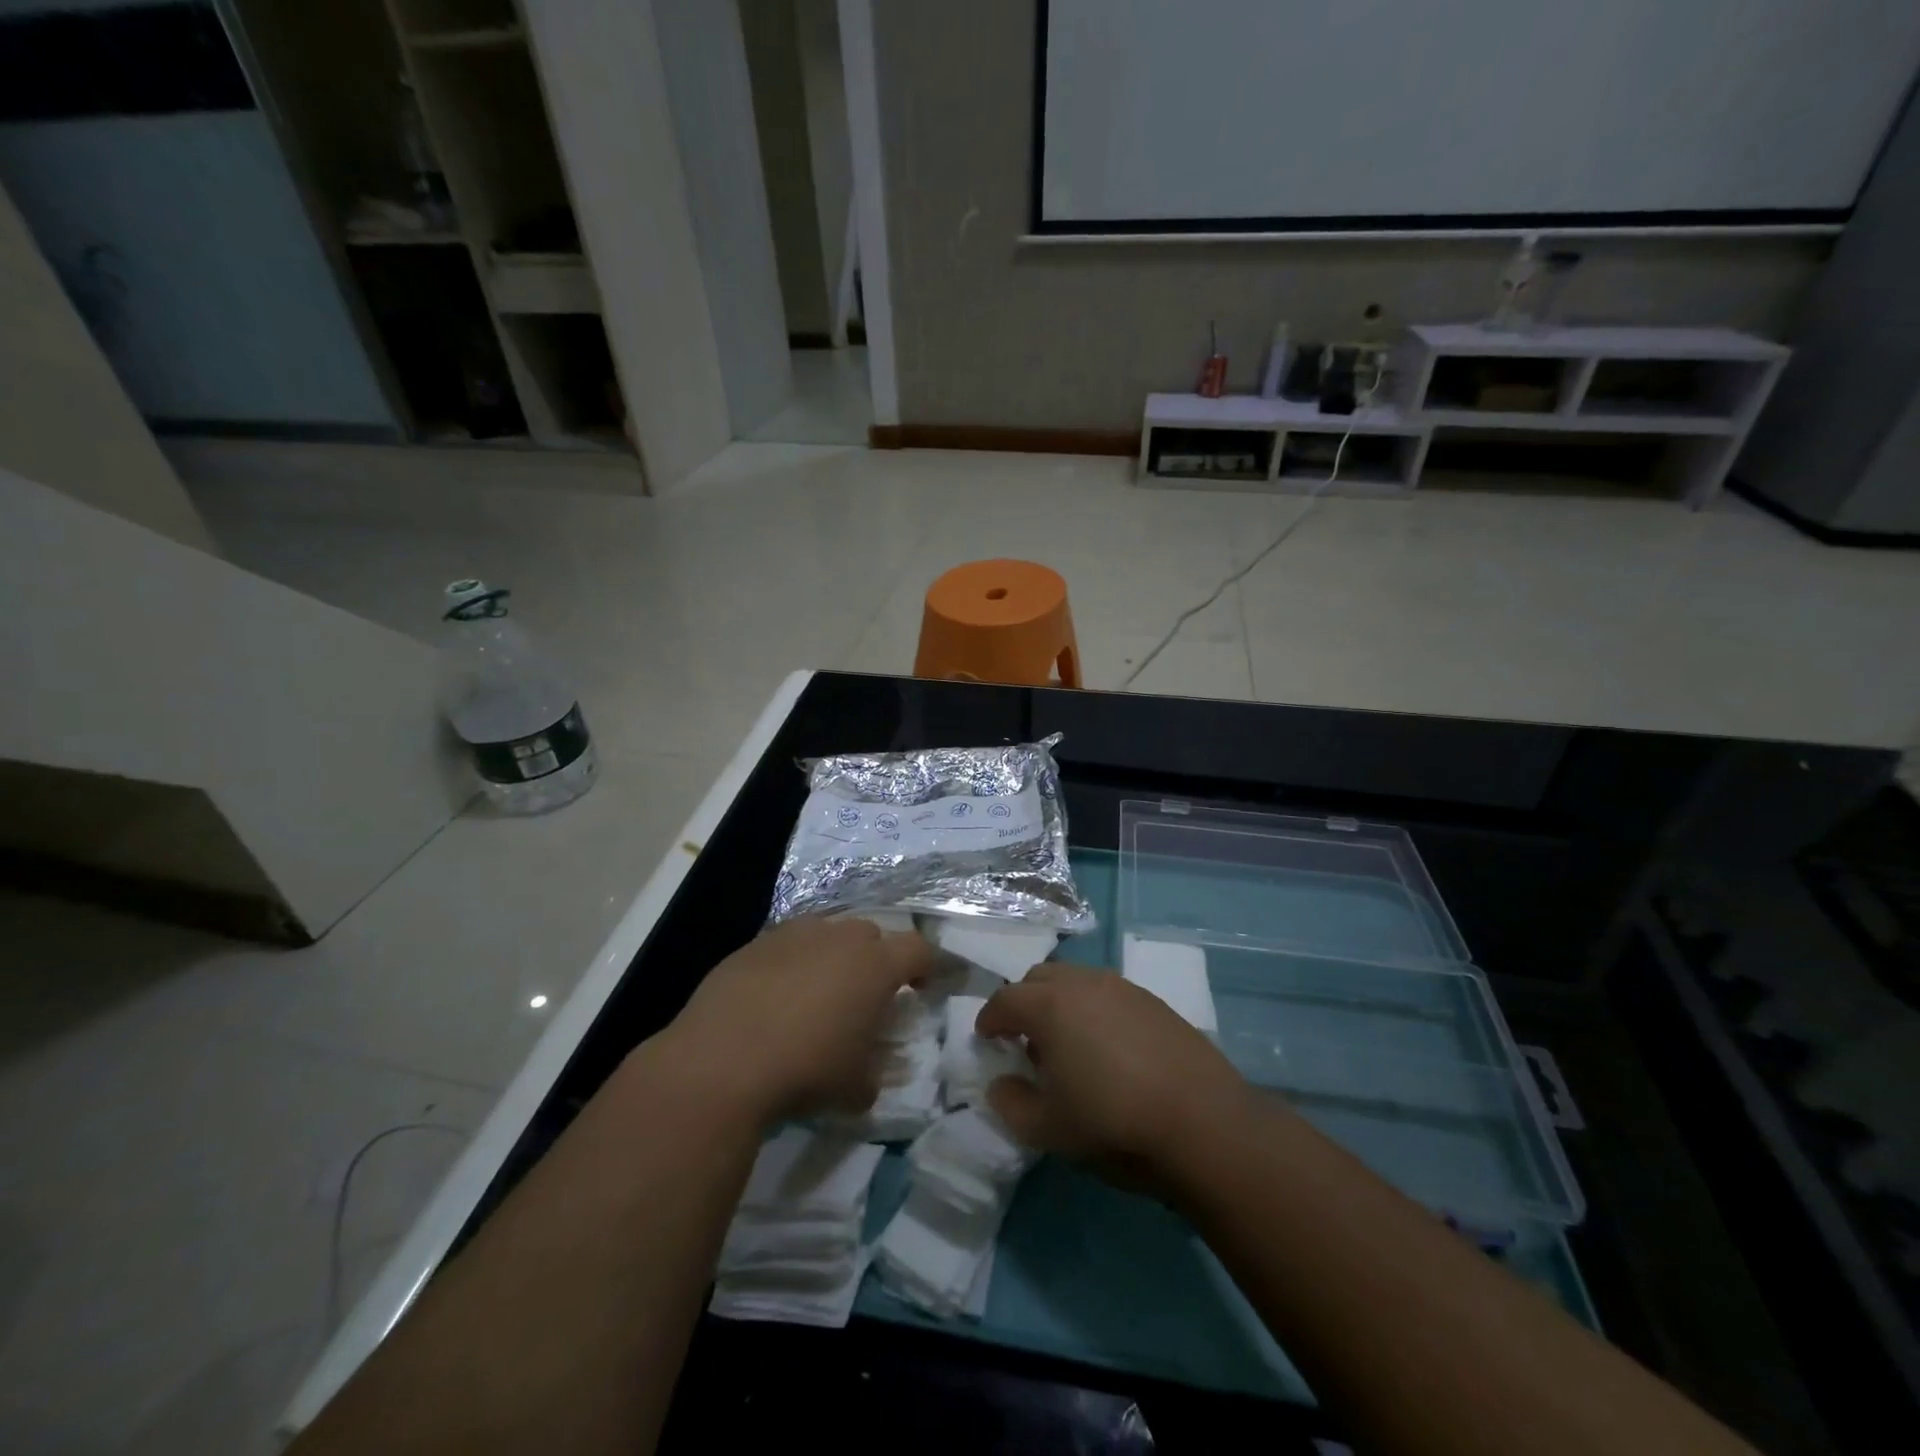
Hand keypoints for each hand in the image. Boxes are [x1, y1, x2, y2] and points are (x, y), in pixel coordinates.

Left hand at [654, 917, 933, 1124]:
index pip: (918, 949)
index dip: (927, 965)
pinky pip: (786, 945)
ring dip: (832, 955)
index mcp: (875, 965)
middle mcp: (838, 938)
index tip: (924, 987)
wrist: (722, 1061)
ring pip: (826, 933)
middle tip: (866, 993)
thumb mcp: (856, 1087)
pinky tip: (776, 997)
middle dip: (876, 958)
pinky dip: (792, 963)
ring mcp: (793, 935)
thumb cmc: (806, 1069)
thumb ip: (874, 1075)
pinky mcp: (754, 944)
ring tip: (819, 992)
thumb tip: (869, 1077)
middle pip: (871, 934)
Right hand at [976, 963, 1254, 1192]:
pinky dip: (1094, 1009)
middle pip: (1040, 978)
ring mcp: (1123, 988)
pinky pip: (1109, 993)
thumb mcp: (1049, 1128)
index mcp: (1050, 1006)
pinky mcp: (1154, 1002)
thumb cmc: (1113, 1123)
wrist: (1203, 1122)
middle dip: (1023, 1001)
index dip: (990, 1018)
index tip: (985, 1037)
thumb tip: (1000, 1084)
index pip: (1005, 1000)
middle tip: (1024, 1038)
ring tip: (1067, 1043)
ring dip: (1060, 1002)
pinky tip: (1107, 1047)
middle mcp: (1083, 984)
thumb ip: (1012, 1104)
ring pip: (1077, 981)